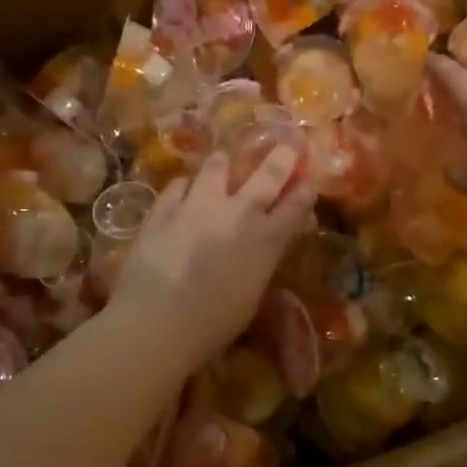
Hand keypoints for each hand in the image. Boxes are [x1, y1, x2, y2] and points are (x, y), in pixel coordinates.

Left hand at [109, 148, 317, 365]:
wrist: (157, 322)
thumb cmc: (213, 323)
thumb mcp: (253, 293)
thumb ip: (264, 259)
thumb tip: (270, 240)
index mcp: (267, 239)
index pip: (296, 204)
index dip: (306, 188)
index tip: (309, 177)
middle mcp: (238, 212)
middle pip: (268, 173)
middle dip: (282, 155)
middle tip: (286, 143)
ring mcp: (199, 205)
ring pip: (216, 165)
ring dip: (225, 162)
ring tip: (223, 161)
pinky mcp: (164, 208)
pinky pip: (179, 184)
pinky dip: (186, 186)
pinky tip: (184, 191)